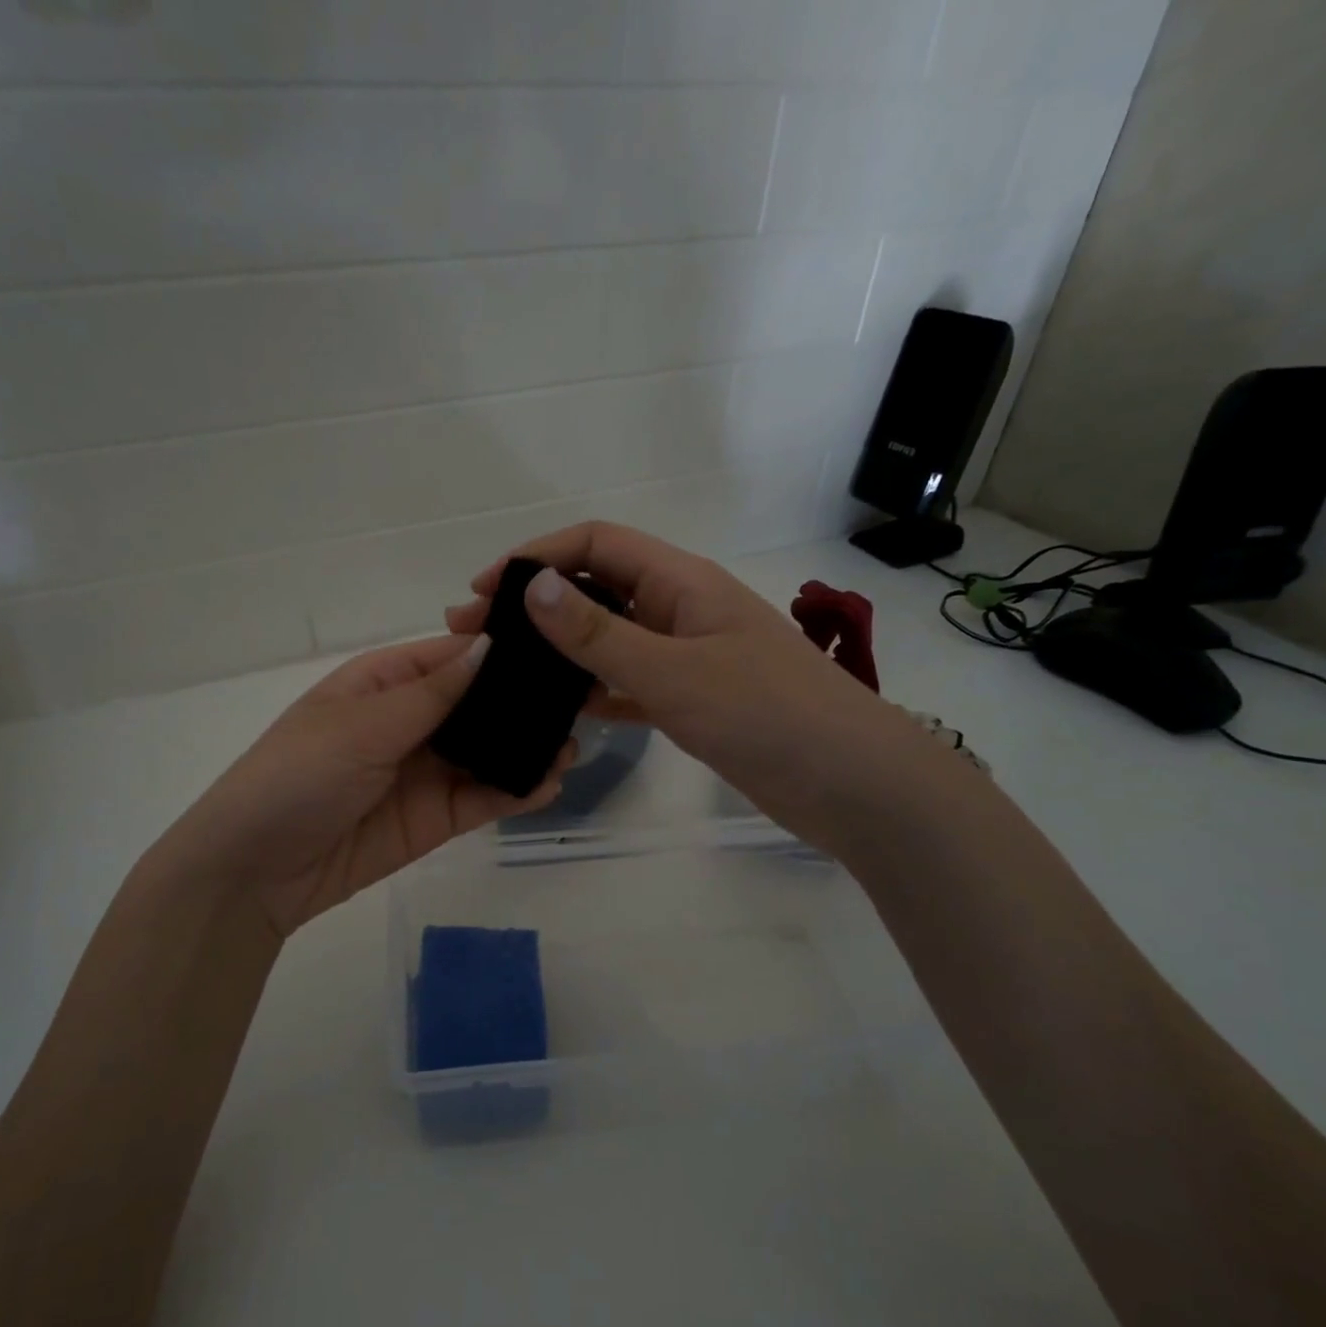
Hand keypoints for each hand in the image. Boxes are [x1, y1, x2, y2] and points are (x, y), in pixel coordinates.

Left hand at [156, 635, 573, 936]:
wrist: (256, 871)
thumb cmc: (297, 776)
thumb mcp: (361, 726)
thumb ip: (431, 695)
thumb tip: (490, 646)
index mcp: (384, 683)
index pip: (453, 656)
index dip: (500, 650)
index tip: (556, 646)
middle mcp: (410, 721)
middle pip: (477, 703)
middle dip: (523, 703)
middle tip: (580, 701)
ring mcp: (425, 771)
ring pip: (487, 751)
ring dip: (526, 748)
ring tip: (572, 747)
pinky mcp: (435, 818)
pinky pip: (482, 797)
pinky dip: (514, 791)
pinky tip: (547, 785)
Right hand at [446, 522, 930, 853]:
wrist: (849, 782)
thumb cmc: (765, 714)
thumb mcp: (672, 671)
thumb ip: (599, 634)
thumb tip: (533, 586)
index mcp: (681, 582)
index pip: (596, 544)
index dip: (537, 556)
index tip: (485, 589)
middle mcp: (681, 609)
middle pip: (597, 589)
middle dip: (537, 604)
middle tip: (477, 635)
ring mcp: (687, 656)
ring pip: (611, 639)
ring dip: (561, 649)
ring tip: (507, 670)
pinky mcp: (692, 699)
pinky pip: (629, 682)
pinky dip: (595, 689)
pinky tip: (563, 709)